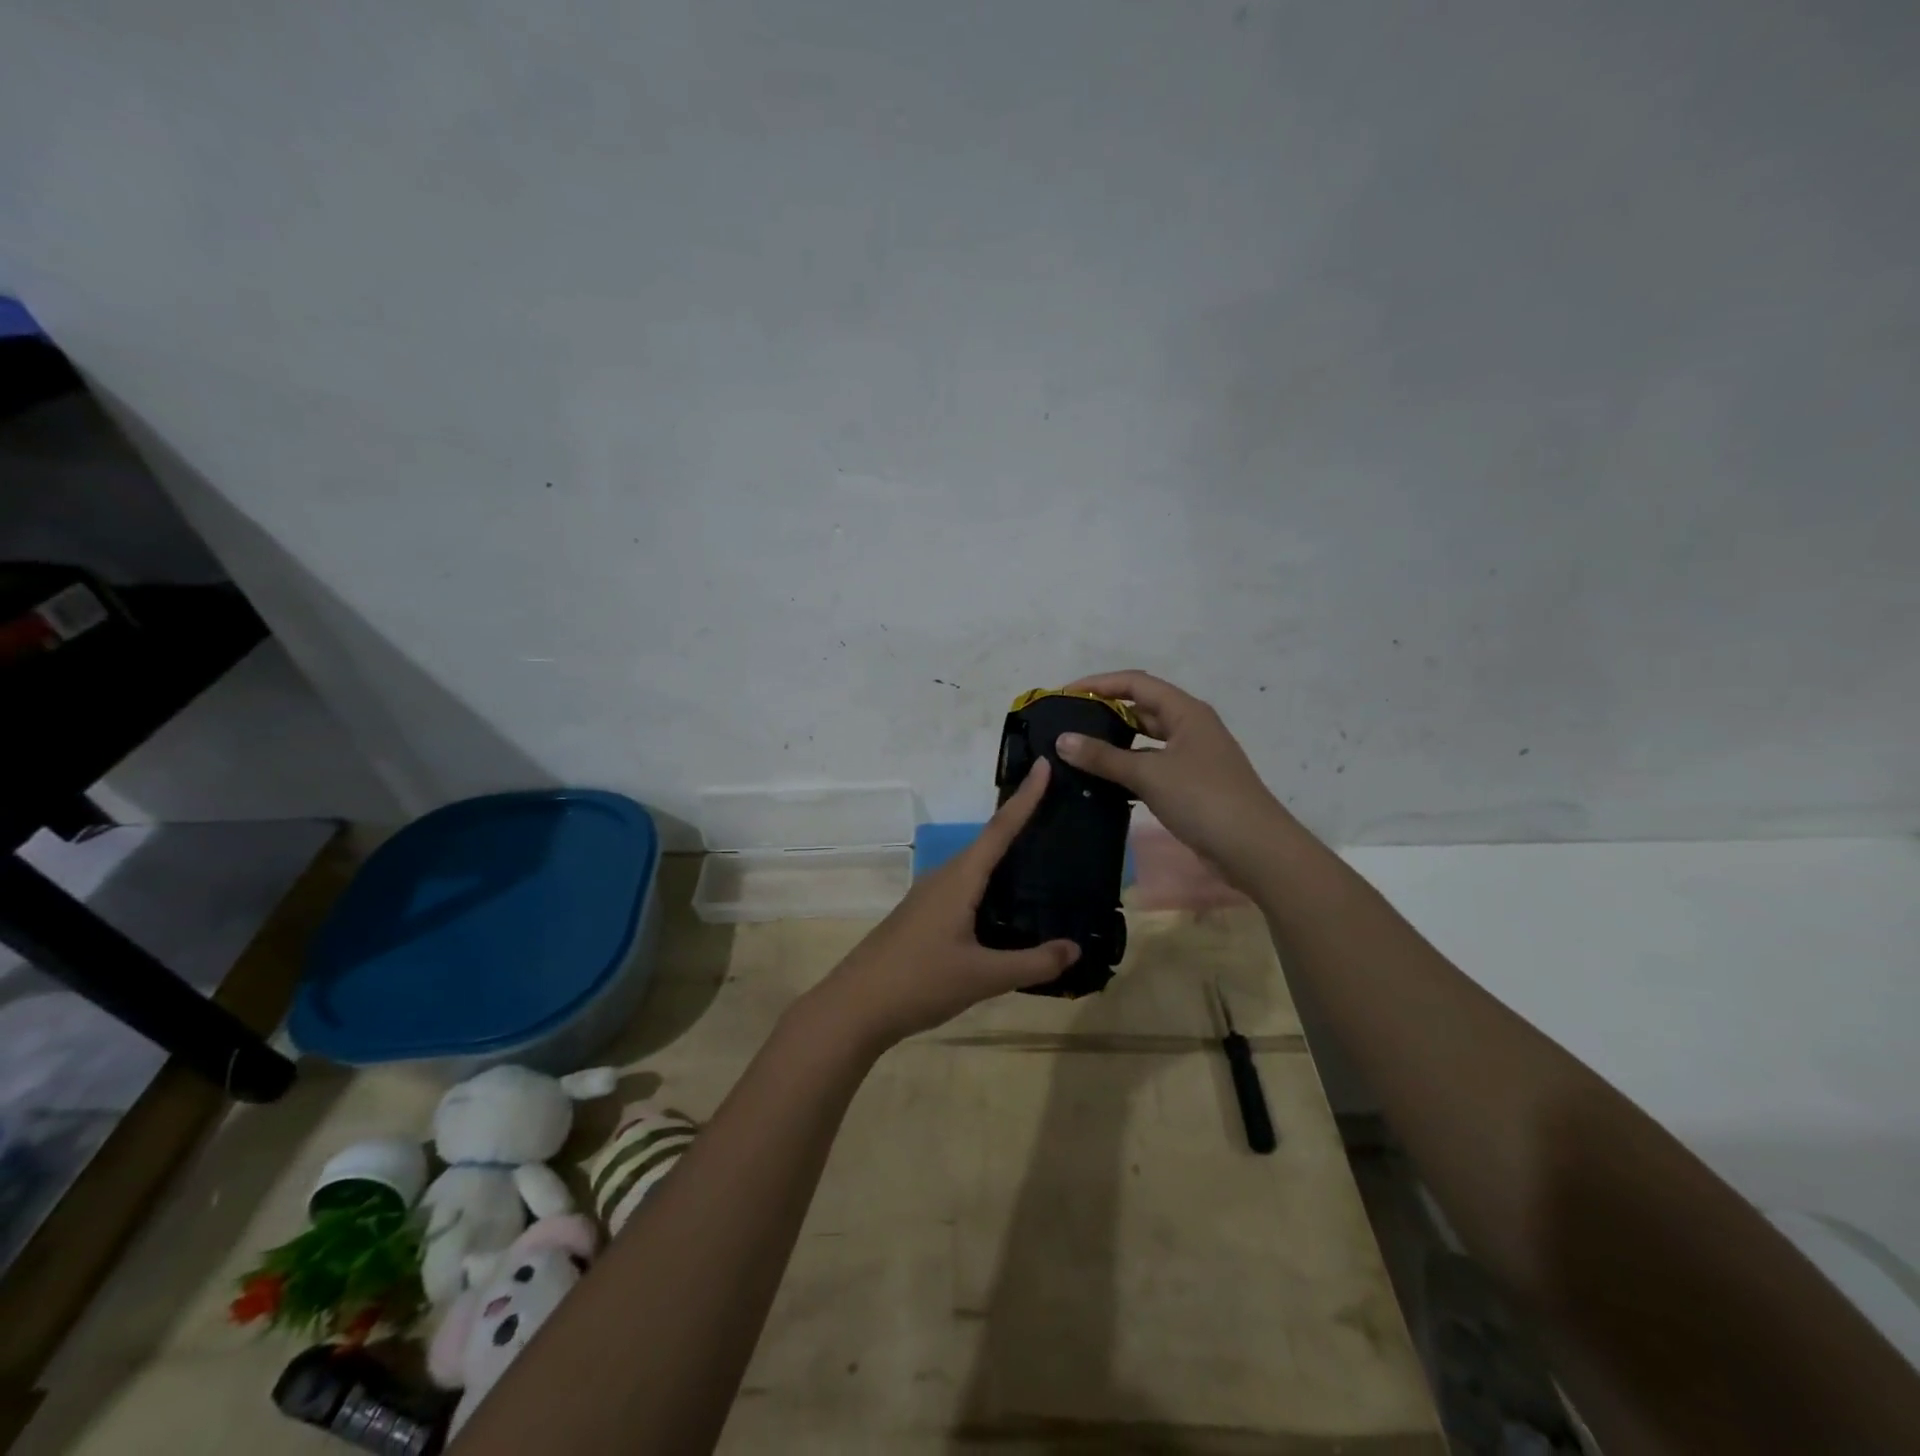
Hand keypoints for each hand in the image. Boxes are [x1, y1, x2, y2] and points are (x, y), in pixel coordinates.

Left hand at [806, 758, 1079, 1051]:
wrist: (855, 1007)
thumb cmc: (919, 982)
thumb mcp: (983, 977)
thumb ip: (1032, 964)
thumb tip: (1074, 949)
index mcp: (959, 880)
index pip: (1000, 829)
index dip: (1025, 797)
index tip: (1044, 764)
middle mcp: (943, 878)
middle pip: (988, 842)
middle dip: (1020, 822)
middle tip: (1058, 812)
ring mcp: (928, 896)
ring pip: (974, 867)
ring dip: (1004, 857)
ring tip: (1041, 857)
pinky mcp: (922, 915)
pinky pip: (964, 887)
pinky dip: (990, 884)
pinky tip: (1006, 906)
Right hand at [1053, 670, 1287, 883]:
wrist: (1254, 849)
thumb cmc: (1203, 798)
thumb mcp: (1149, 774)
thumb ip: (1103, 756)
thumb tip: (1062, 739)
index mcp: (1186, 712)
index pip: (1136, 683)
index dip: (1099, 683)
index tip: (1065, 694)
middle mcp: (1191, 727)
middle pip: (1142, 708)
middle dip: (1105, 712)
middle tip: (1068, 723)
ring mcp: (1193, 757)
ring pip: (1147, 740)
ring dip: (1116, 743)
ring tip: (1078, 751)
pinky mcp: (1191, 785)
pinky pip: (1152, 767)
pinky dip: (1128, 769)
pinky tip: (1103, 781)